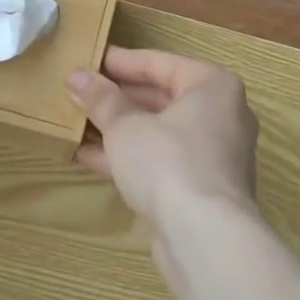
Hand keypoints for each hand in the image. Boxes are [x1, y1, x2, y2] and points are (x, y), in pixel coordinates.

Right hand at [66, 48, 259, 242]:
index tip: (89, 60)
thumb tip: (76, 76)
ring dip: (121, 129)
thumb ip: (101, 100)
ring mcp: (215, 155)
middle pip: (162, 97)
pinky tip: (91, 158)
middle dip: (119, 98)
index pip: (160, 63)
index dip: (120, 62)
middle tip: (81, 92)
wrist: (205, 239)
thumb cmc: (168, 162)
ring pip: (161, 132)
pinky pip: (163, 160)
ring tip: (79, 123)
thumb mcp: (126, 127)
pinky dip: (132, 157)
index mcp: (212, 86)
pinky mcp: (204, 189)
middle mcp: (222, 114)